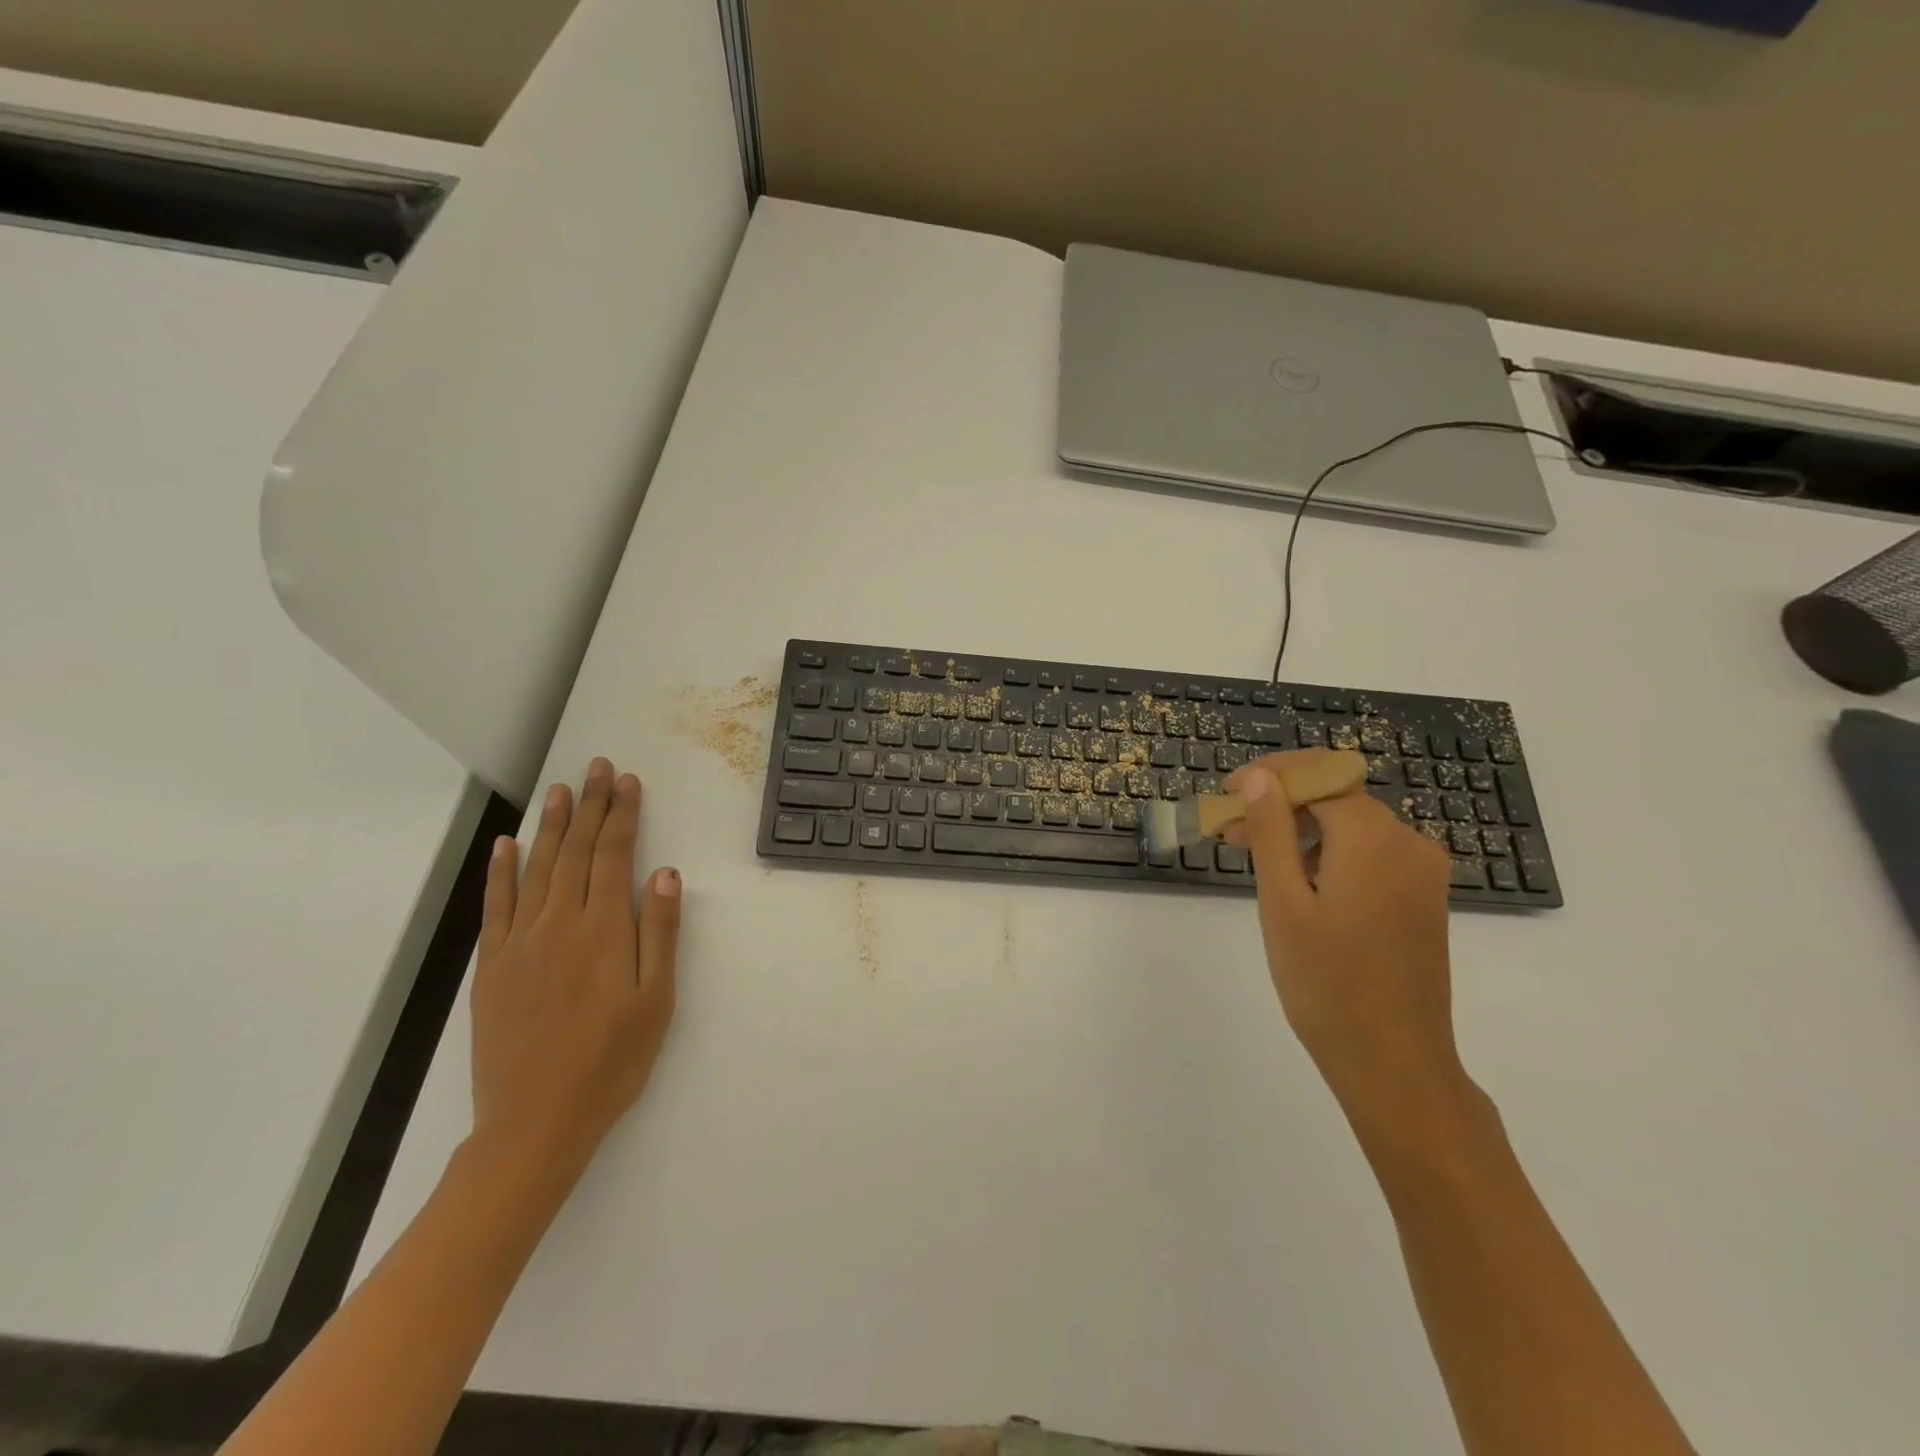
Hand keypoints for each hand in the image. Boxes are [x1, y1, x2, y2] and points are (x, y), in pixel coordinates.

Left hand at [470, 758, 680, 1185]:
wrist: (534, 1123)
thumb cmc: (611, 1062)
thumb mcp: (656, 1001)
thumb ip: (660, 933)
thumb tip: (666, 872)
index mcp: (603, 931)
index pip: (613, 856)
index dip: (622, 815)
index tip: (627, 781)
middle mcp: (559, 924)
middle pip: (576, 852)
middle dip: (590, 806)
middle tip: (596, 767)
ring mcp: (519, 943)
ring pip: (537, 869)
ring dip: (551, 825)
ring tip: (560, 789)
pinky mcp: (492, 966)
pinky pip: (496, 906)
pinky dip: (501, 871)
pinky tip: (507, 845)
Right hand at [1227, 754, 1470, 1130]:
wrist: (1393, 1061)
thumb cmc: (1326, 982)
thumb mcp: (1283, 901)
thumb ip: (1271, 830)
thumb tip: (1259, 777)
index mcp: (1374, 838)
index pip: (1317, 776)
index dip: (1268, 777)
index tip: (1225, 794)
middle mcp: (1408, 842)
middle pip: (1335, 796)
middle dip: (1280, 803)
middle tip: (1229, 831)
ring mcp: (1421, 871)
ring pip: (1351, 824)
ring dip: (1300, 828)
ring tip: (1253, 855)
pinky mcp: (1421, 896)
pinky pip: (1370, 852)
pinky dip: (1328, 851)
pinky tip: (1296, 879)